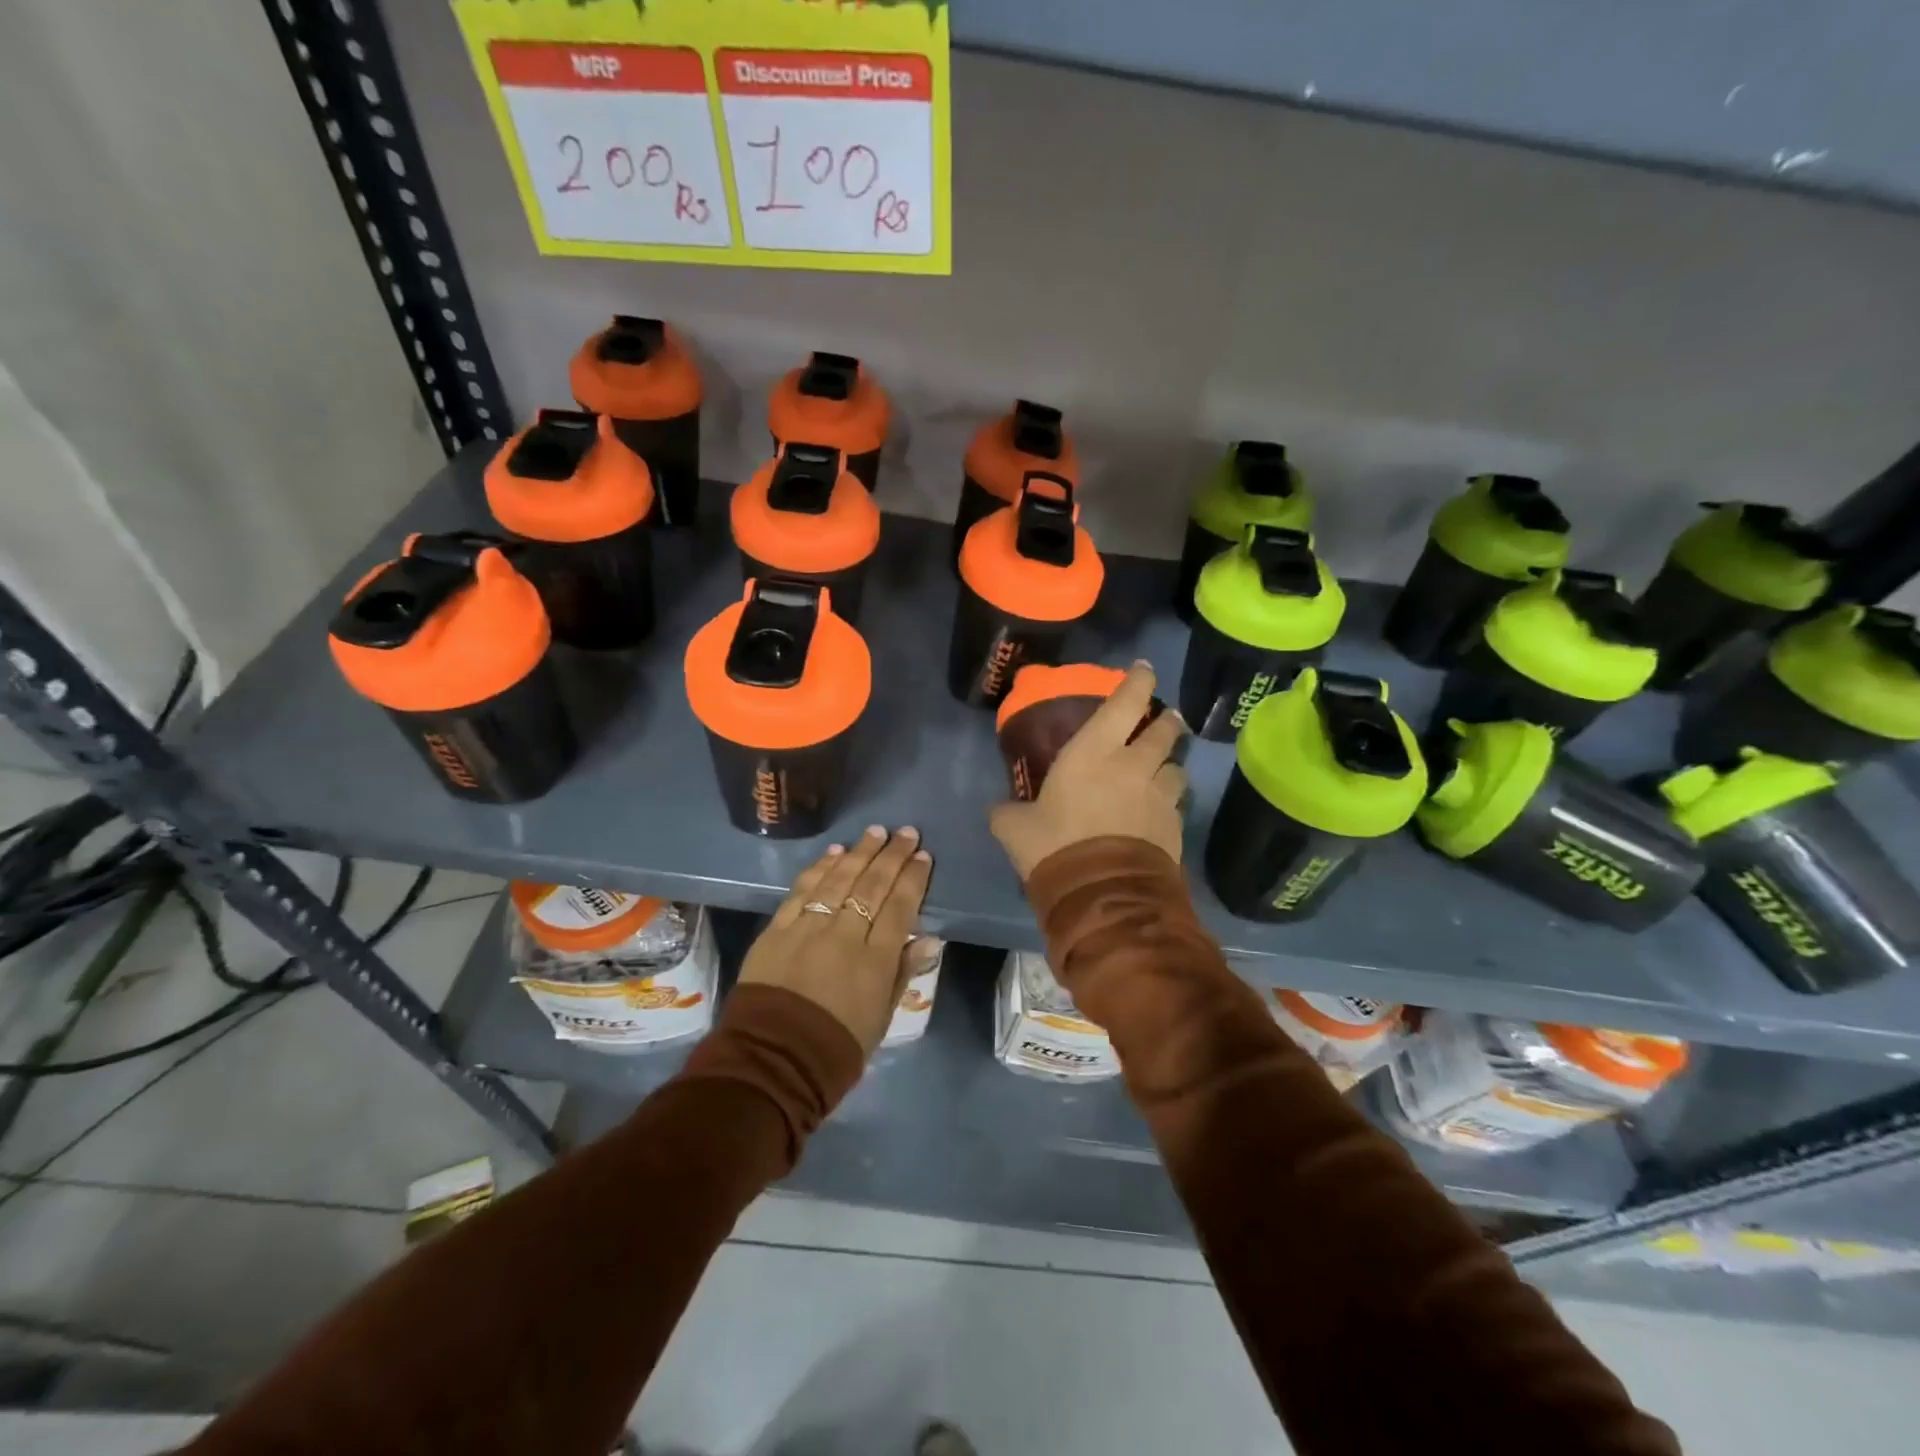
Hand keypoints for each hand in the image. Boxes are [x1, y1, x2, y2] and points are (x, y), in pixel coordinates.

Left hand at [739, 826, 933, 1056]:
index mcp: (875, 960)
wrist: (773, 1061)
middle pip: (872, 885)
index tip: (923, 855)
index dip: (913, 878)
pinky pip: (802, 891)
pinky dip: (820, 868)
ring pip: (839, 880)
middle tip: (905, 832)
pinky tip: (834, 853)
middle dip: (892, 855)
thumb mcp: (881, 1018)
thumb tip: (927, 938)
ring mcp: (808, 928)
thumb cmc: (836, 1047)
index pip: (900, 906)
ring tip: (875, 832)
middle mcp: (844, 935)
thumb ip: (902, 973)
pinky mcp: (777, 929)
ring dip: (859, 853)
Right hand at [989, 661, 1187, 880]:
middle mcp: (1134, 765)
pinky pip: (1177, 806)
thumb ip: (1007, 813)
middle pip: (1164, 732)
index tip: (1144, 669)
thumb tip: (998, 810)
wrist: (1103, 895)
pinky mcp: (1175, 828)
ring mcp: (1160, 797)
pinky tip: (1160, 814)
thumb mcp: (1016, 829)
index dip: (1138, 681)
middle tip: (1166, 719)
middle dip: (1166, 721)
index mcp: (1094, 752)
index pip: (1126, 702)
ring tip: (1165, 770)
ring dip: (1171, 765)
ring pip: (1177, 769)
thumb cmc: (1055, 846)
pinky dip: (1170, 803)